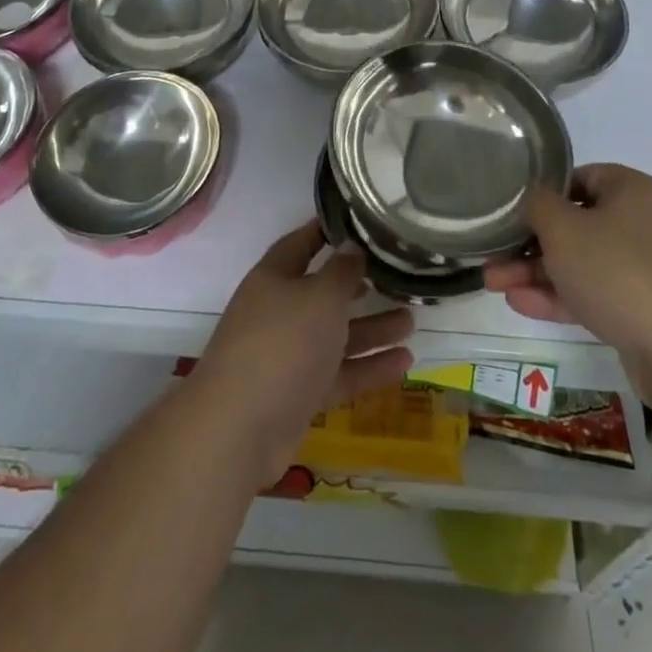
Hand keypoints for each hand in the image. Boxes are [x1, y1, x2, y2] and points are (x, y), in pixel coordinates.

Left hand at [194, 222, 414, 480]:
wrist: (240, 430)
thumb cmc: (282, 343)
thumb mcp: (320, 297)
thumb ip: (342, 272)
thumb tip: (352, 246)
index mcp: (274, 278)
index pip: (301, 244)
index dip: (326, 231)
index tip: (357, 221)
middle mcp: (279, 313)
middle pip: (323, 293)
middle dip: (359, 286)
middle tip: (396, 277)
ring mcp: (288, 356)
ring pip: (336, 335)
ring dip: (372, 328)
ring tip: (412, 320)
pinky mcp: (300, 395)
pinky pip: (340, 373)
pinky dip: (369, 367)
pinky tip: (405, 362)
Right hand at [484, 164, 651, 383]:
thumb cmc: (618, 272)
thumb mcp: (564, 229)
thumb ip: (538, 205)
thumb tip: (532, 197)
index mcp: (630, 189)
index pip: (579, 177)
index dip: (543, 193)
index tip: (512, 211)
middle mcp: (642, 222)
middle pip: (575, 224)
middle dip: (530, 243)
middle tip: (493, 256)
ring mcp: (646, 268)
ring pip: (581, 262)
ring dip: (537, 272)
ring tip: (494, 283)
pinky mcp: (644, 308)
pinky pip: (595, 292)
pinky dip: (560, 296)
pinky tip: (519, 304)